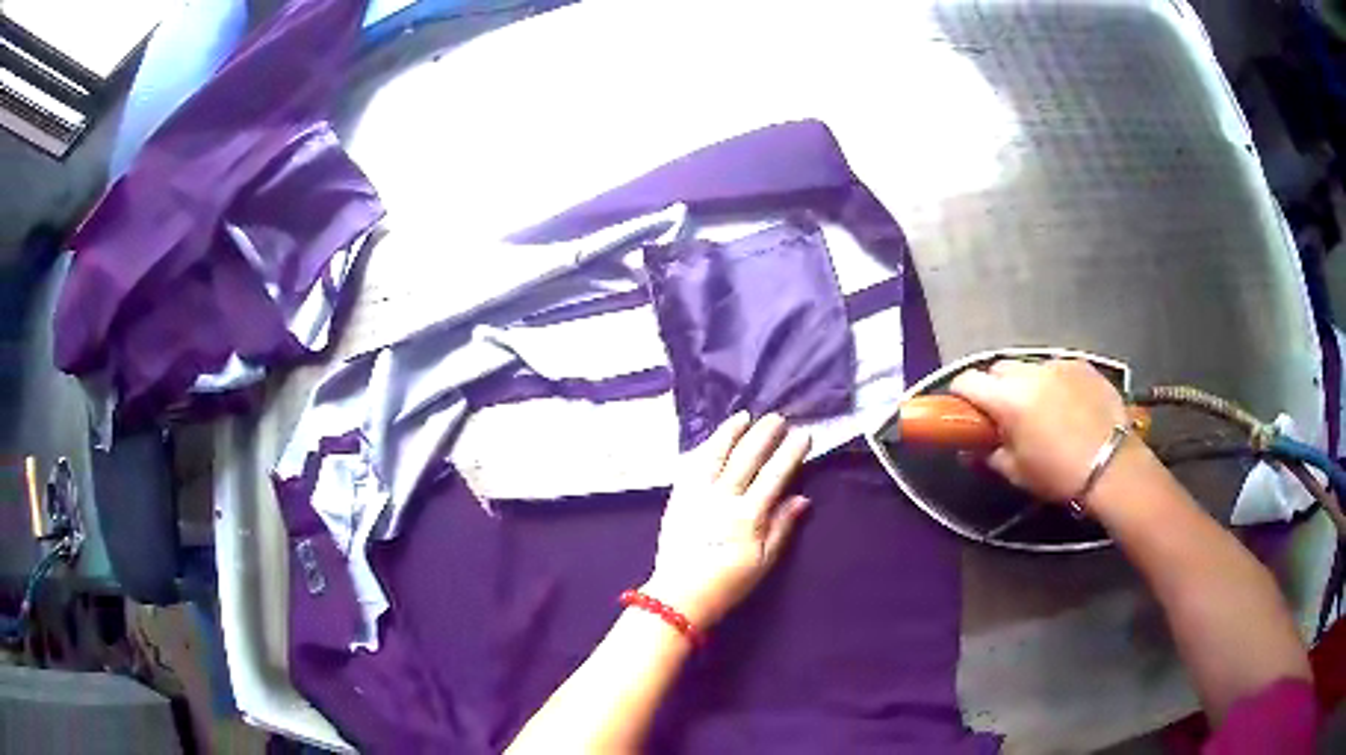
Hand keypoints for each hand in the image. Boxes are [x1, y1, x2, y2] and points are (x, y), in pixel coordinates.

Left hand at [643, 412, 811, 628]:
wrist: (679, 595)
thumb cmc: (727, 583)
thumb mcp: (763, 562)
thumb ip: (782, 527)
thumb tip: (802, 498)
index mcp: (748, 516)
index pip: (774, 475)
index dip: (790, 453)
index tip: (803, 435)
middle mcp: (722, 499)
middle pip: (746, 458)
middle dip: (764, 435)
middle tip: (778, 417)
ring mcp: (696, 495)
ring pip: (715, 455)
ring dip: (731, 432)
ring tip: (744, 416)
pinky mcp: (677, 498)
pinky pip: (691, 466)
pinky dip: (703, 449)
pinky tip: (712, 440)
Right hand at [949, 359, 1135, 502]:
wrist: (1112, 466)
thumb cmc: (1059, 475)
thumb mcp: (1017, 472)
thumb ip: (988, 455)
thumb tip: (968, 450)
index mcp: (1008, 399)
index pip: (969, 381)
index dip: (961, 394)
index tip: (964, 410)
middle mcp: (1030, 373)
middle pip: (998, 368)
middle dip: (995, 386)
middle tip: (1004, 414)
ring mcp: (1058, 364)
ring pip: (1029, 367)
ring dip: (1025, 383)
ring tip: (1040, 409)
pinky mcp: (1082, 364)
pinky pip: (1057, 368)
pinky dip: (1054, 382)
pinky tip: (1066, 405)